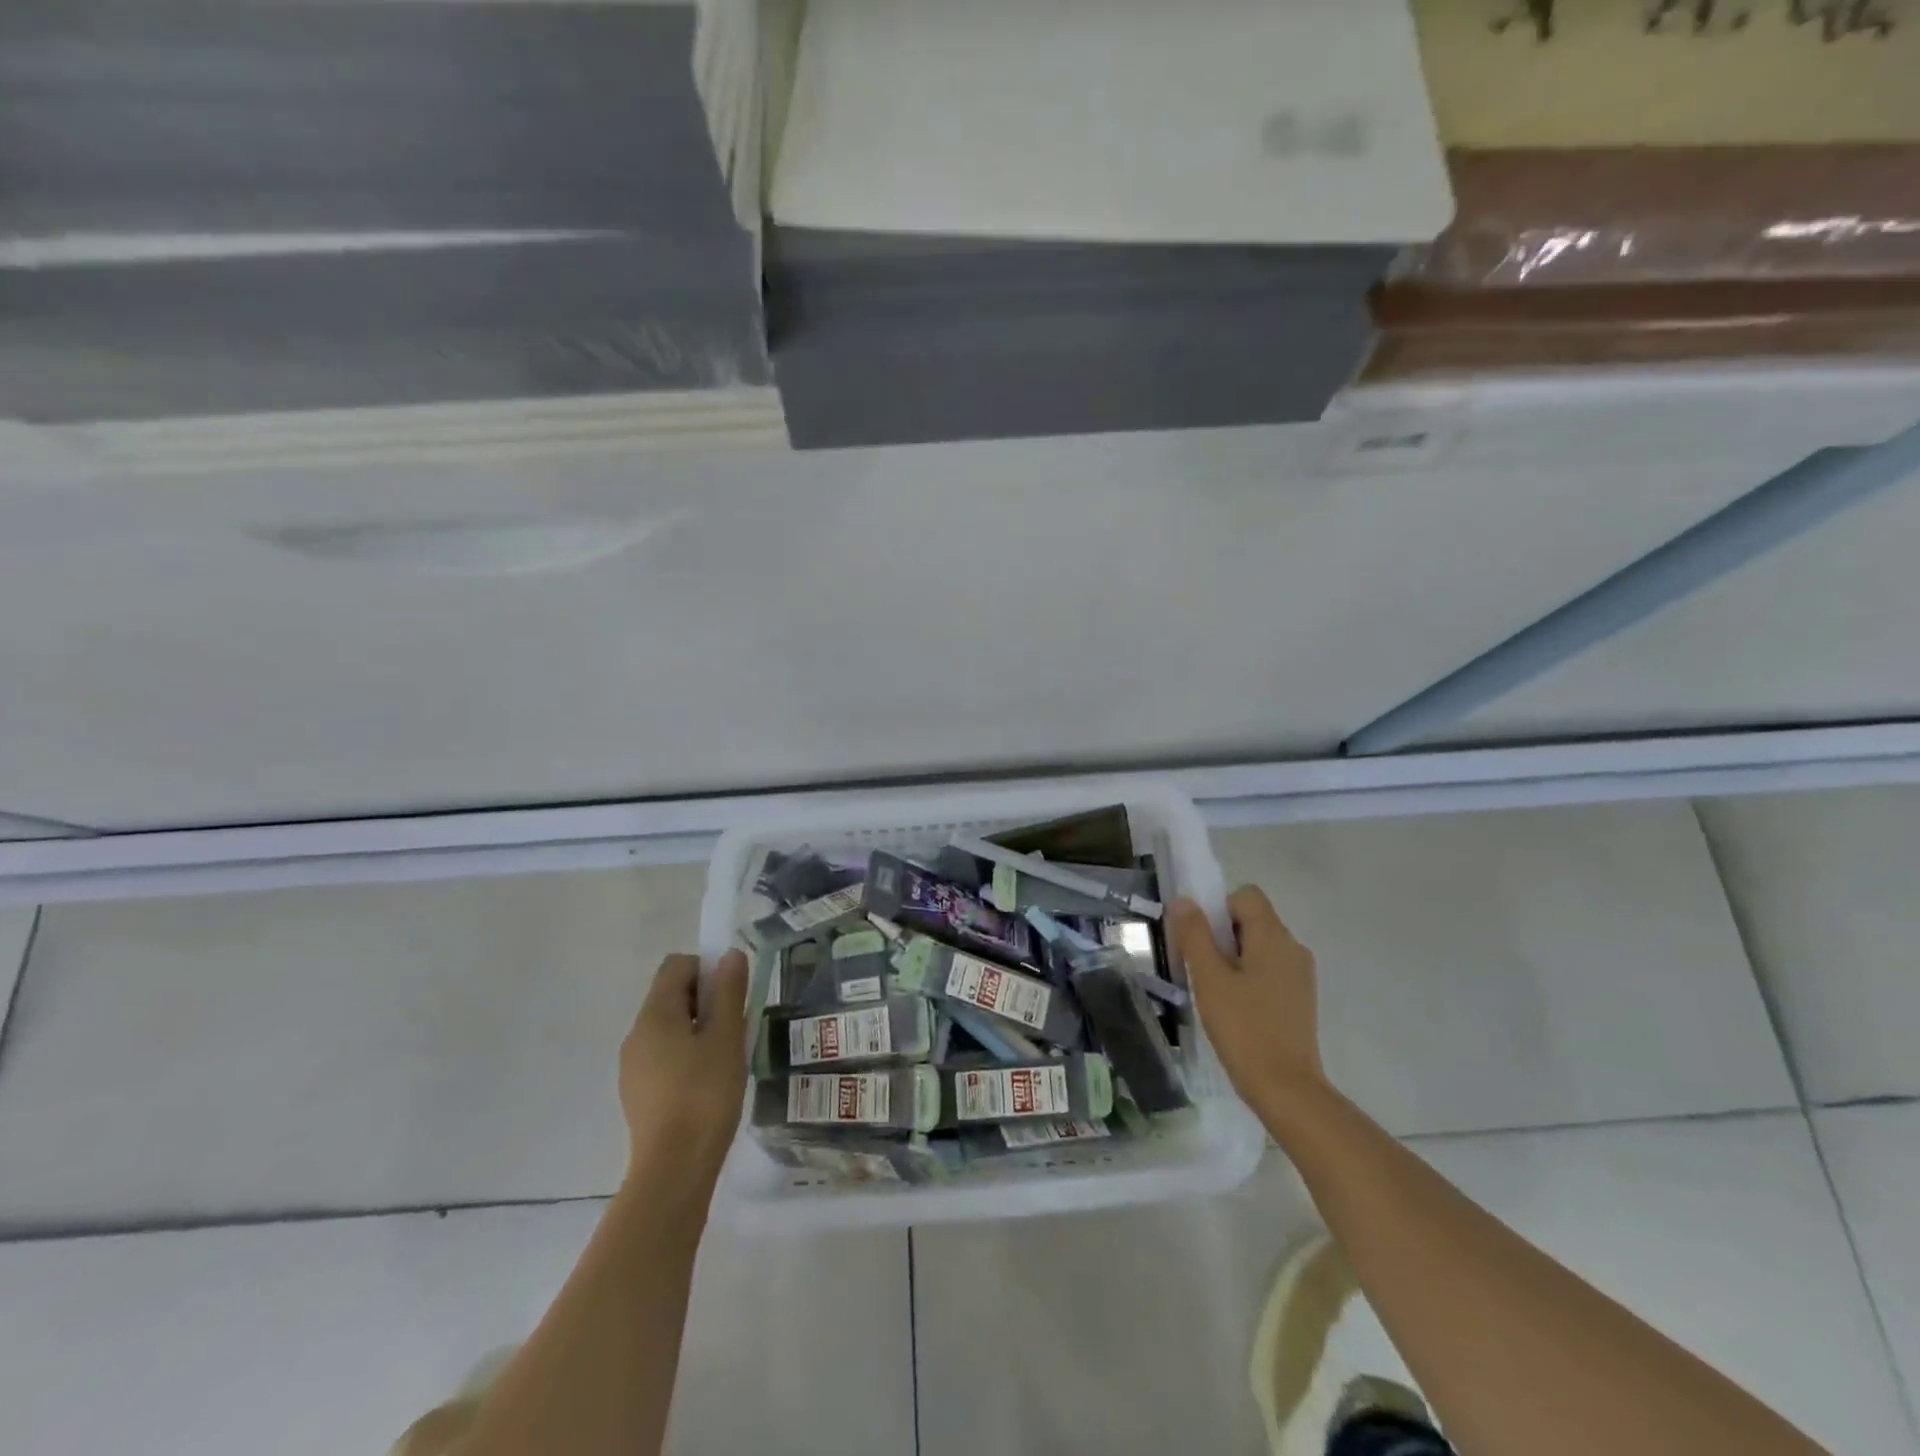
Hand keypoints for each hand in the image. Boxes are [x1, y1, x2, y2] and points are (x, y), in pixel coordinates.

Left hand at [619, 950, 749, 1188]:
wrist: (674, 1168)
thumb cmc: (705, 1094)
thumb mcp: (726, 1037)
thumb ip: (728, 992)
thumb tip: (730, 955)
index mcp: (655, 1014)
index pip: (677, 965)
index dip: (707, 969)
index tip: (731, 996)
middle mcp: (636, 1033)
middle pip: (672, 995)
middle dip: (706, 1001)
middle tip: (734, 1028)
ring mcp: (633, 1065)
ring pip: (670, 1027)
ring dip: (698, 1030)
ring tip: (725, 1059)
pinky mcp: (637, 1092)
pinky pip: (664, 1055)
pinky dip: (686, 1056)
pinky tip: (707, 1084)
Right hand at [1169, 886, 1325, 1115]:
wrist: (1286, 1088)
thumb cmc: (1244, 1027)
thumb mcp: (1209, 978)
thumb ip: (1194, 934)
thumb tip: (1183, 900)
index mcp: (1273, 936)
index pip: (1246, 895)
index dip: (1218, 907)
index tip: (1200, 938)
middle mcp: (1293, 947)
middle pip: (1252, 919)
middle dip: (1222, 934)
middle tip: (1199, 967)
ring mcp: (1300, 974)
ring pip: (1259, 946)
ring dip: (1233, 957)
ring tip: (1214, 991)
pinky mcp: (1300, 998)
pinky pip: (1269, 969)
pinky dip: (1249, 977)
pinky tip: (1234, 1008)